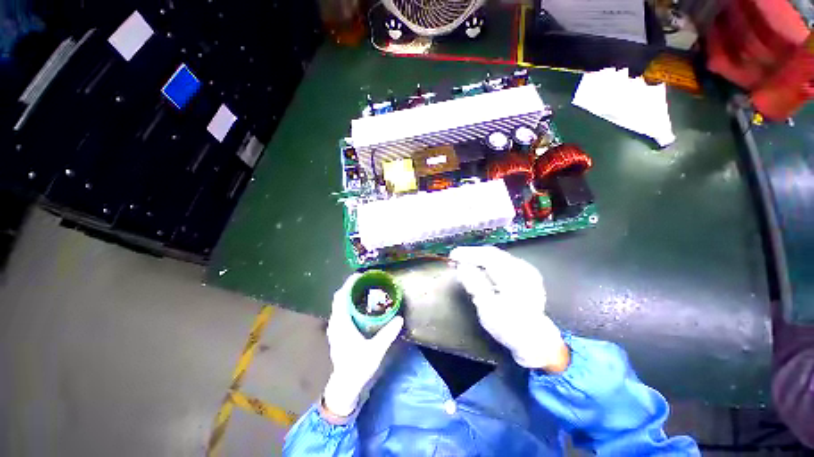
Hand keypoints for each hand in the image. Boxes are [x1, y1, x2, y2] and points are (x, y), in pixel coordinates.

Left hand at [322, 274, 403, 417]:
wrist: (346, 382)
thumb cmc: (359, 365)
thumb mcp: (376, 350)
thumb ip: (387, 334)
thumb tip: (399, 319)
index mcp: (341, 323)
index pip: (341, 297)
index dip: (349, 284)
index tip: (360, 275)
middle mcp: (334, 323)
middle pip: (339, 300)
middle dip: (351, 289)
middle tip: (367, 283)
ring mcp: (334, 330)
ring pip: (339, 308)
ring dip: (349, 299)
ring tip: (365, 294)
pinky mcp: (336, 336)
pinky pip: (340, 315)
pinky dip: (348, 308)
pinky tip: (360, 312)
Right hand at [450, 246, 568, 371]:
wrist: (534, 340)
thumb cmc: (508, 326)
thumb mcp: (487, 308)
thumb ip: (475, 284)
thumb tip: (462, 266)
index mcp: (512, 273)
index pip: (487, 255)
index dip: (469, 254)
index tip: (453, 255)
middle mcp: (523, 268)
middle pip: (496, 255)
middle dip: (476, 256)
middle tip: (458, 260)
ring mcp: (530, 273)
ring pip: (503, 260)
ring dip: (486, 261)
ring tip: (470, 265)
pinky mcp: (532, 281)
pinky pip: (510, 267)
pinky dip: (496, 267)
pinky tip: (488, 274)